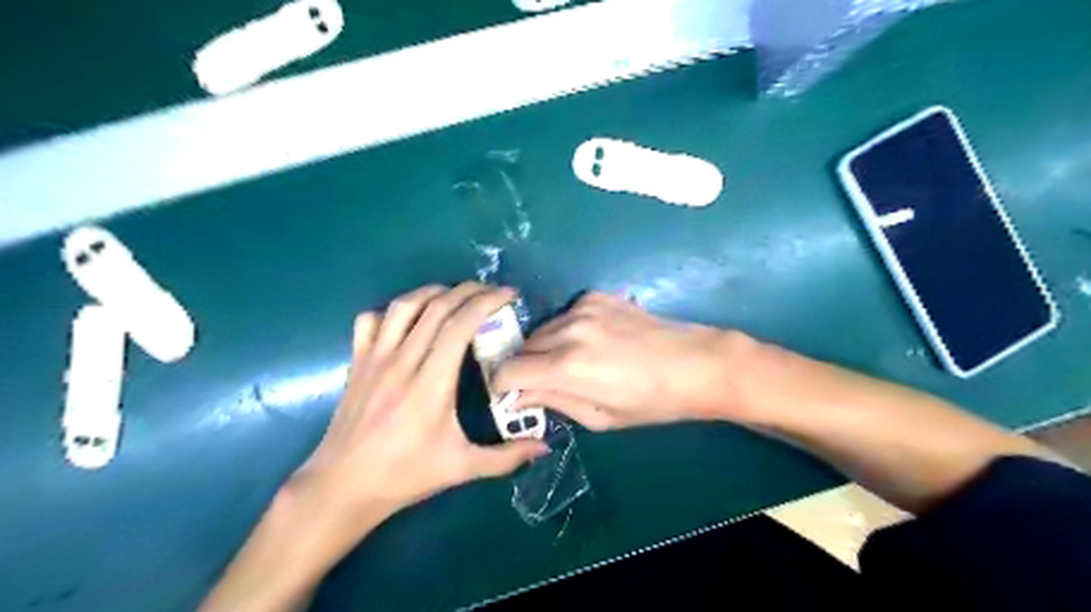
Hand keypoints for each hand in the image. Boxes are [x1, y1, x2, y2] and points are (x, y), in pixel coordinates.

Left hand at [199, 282, 544, 611]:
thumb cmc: (405, 475)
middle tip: (492, 292)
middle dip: (469, 290)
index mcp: (431, 383)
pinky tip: (408, 320)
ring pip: (404, 306)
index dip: (487, 302)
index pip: (460, 325)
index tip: (509, 295)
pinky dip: (392, 311)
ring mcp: (375, 358)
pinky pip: (371, 320)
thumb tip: (544, 448)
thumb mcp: (461, 468)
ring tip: (455, 297)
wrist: (342, 486)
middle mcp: (402, 361)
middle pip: (436, 307)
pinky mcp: (358, 362)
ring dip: (434, 293)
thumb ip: (506, 457)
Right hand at [494, 291, 761, 430]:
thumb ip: (553, 402)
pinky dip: (566, 330)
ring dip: (544, 348)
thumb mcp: (601, 417)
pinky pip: (564, 316)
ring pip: (541, 330)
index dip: (504, 386)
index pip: (508, 371)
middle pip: (521, 348)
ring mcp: (582, 308)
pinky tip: (592, 342)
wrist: (696, 363)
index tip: (512, 395)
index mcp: (567, 366)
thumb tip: (518, 397)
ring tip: (571, 363)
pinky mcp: (596, 296)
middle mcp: (568, 330)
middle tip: (542, 383)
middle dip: (524, 367)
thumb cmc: (652, 402)